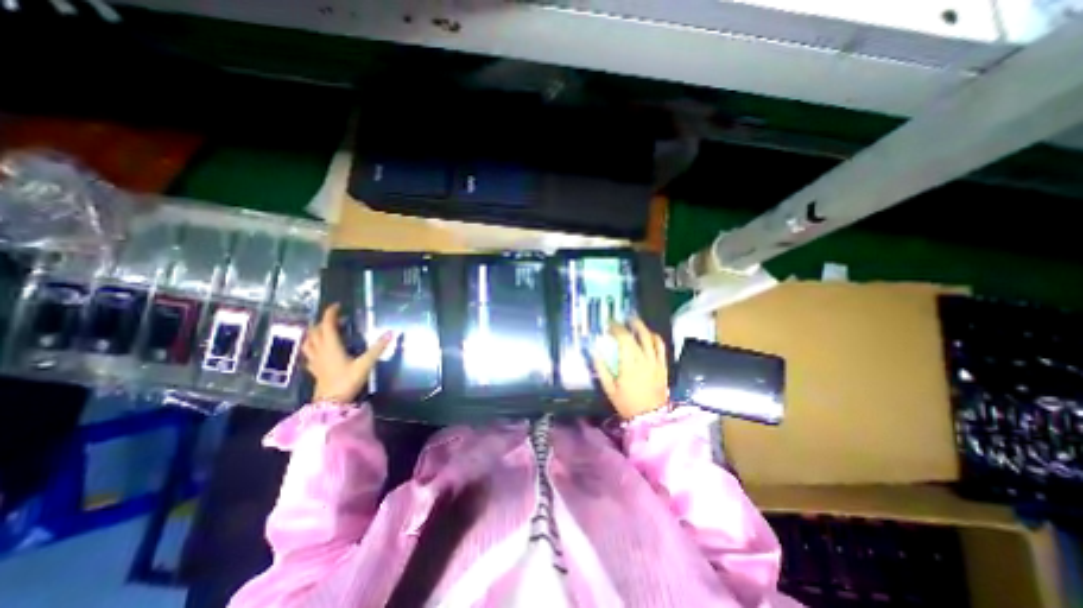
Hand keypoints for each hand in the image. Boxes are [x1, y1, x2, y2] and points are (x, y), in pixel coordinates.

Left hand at [299, 303, 393, 402]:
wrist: (331, 403)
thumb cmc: (347, 381)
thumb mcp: (365, 363)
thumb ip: (378, 348)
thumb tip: (391, 332)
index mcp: (331, 346)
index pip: (327, 325)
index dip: (331, 313)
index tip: (338, 305)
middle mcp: (320, 350)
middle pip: (315, 331)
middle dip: (323, 322)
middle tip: (336, 319)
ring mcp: (315, 360)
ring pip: (309, 342)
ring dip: (314, 333)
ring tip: (324, 331)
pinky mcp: (314, 369)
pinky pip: (309, 353)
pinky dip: (313, 346)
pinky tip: (319, 350)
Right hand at [590, 319, 669, 421]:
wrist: (651, 417)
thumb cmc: (627, 404)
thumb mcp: (609, 388)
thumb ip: (601, 369)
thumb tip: (595, 352)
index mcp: (629, 364)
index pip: (623, 338)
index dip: (616, 328)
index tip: (609, 325)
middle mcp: (644, 359)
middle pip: (637, 335)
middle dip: (628, 324)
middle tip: (621, 320)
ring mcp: (655, 362)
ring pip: (651, 338)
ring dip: (642, 327)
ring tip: (635, 322)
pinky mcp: (663, 366)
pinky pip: (661, 347)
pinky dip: (655, 338)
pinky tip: (650, 334)